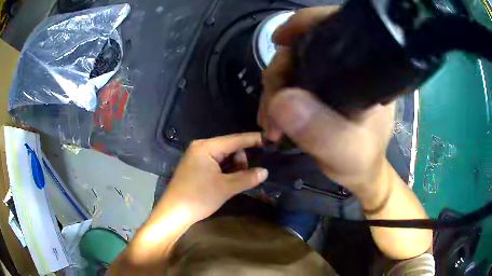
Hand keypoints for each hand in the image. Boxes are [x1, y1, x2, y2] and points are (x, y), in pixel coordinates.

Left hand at [108, 133, 267, 273]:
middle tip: (243, 177)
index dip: (252, 139)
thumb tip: (265, 172)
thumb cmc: (198, 197)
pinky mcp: (195, 168)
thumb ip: (247, 177)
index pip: (234, 139)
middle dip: (240, 160)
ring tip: (233, 183)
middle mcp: (200, 148)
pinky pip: (216, 164)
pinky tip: (227, 182)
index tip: (268, 139)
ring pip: (223, 157)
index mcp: (206, 147)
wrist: (174, 213)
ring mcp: (196, 158)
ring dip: (233, 168)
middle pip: (229, 148)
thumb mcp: (226, 188)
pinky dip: (225, 171)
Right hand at [259, 7, 394, 196]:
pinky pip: (291, 83)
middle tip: (269, 113)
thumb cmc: (361, 161)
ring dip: (273, 93)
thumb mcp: (344, 151)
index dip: (304, 25)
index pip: (335, 29)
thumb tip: (280, 100)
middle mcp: (348, 68)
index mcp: (364, 72)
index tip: (279, 40)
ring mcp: (332, 78)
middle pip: (303, 50)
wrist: (360, 173)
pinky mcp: (321, 89)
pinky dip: (277, 100)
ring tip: (269, 125)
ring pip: (292, 68)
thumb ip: (319, 130)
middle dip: (278, 76)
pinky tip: (273, 121)